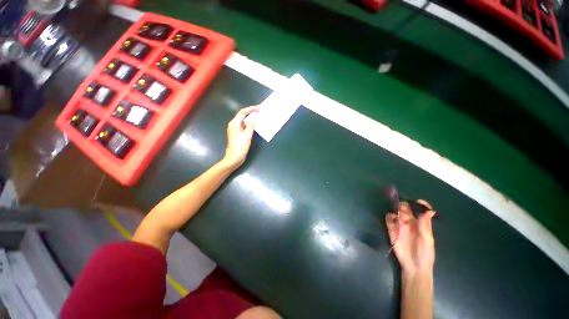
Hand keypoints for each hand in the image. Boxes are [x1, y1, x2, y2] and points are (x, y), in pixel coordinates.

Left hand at [223, 106, 258, 168]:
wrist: (234, 157)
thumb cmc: (240, 145)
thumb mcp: (247, 134)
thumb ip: (251, 125)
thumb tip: (254, 120)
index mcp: (234, 123)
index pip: (243, 112)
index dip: (251, 109)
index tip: (259, 108)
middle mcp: (234, 124)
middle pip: (242, 115)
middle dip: (251, 112)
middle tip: (259, 111)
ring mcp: (235, 130)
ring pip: (243, 121)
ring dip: (250, 118)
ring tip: (258, 117)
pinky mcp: (237, 134)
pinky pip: (244, 126)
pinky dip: (249, 124)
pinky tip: (254, 126)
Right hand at [385, 200, 435, 275]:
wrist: (414, 266)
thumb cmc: (425, 253)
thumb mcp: (427, 239)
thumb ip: (425, 225)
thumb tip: (430, 211)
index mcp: (420, 224)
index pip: (421, 211)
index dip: (420, 205)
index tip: (417, 201)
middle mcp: (410, 223)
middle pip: (406, 210)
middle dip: (403, 205)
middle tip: (401, 204)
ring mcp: (400, 226)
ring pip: (396, 213)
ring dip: (395, 210)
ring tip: (396, 211)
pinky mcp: (391, 230)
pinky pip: (388, 220)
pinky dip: (389, 217)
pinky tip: (391, 217)